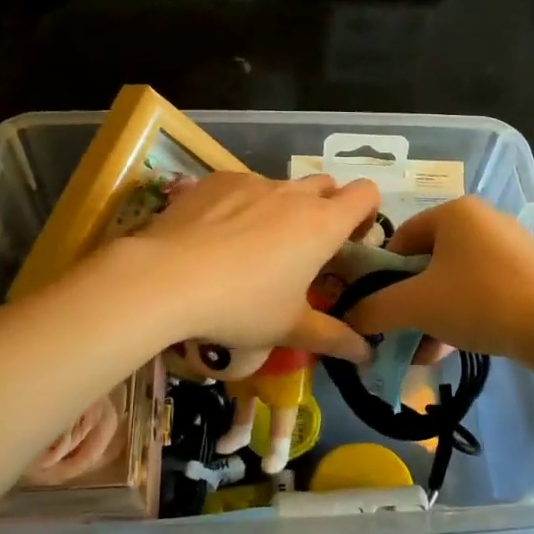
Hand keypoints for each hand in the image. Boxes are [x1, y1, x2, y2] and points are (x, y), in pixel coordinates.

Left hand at [121, 172, 380, 361]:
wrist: (166, 277)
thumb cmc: (241, 306)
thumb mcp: (288, 328)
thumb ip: (332, 337)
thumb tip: (366, 354)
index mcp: (323, 224)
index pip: (367, 194)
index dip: (366, 213)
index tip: (350, 242)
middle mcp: (294, 194)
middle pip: (327, 185)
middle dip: (326, 209)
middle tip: (306, 249)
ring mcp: (253, 181)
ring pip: (282, 187)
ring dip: (282, 208)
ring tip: (253, 247)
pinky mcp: (217, 180)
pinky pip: (243, 186)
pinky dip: (242, 204)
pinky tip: (217, 236)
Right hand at [342, 196, 533, 361]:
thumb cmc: (478, 301)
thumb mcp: (416, 305)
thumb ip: (375, 309)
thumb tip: (350, 318)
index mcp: (454, 210)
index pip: (401, 238)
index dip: (383, 275)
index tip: (380, 308)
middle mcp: (482, 218)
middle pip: (428, 260)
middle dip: (411, 300)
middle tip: (403, 331)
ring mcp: (509, 244)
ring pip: (455, 278)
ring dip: (435, 312)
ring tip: (427, 348)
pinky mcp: (529, 270)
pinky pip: (482, 287)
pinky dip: (464, 312)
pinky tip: (456, 345)